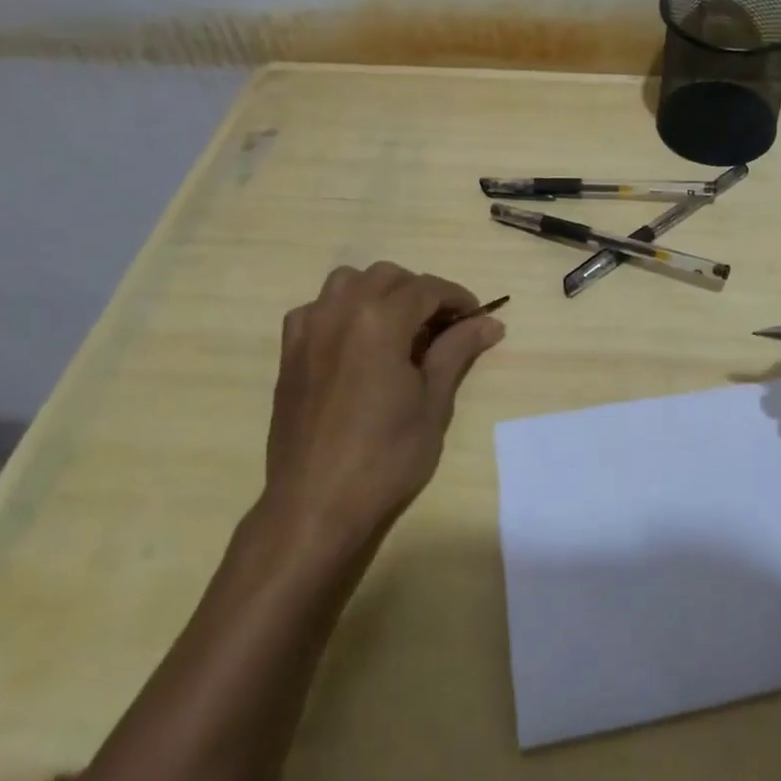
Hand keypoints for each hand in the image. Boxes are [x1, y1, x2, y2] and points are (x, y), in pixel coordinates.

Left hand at [261, 262, 504, 560]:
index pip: (427, 288)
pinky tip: (354, 341)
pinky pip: (316, 308)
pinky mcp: (289, 352)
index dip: (458, 298)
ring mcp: (308, 330)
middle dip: (420, 292)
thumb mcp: (433, 402)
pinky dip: (341, 310)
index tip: (477, 318)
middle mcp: (339, 311)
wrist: (315, 504)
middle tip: (443, 327)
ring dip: (379, 292)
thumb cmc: (385, 456)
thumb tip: (491, 322)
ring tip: (399, 327)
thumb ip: (458, 350)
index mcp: (379, 320)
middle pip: (388, 276)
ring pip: (348, 282)